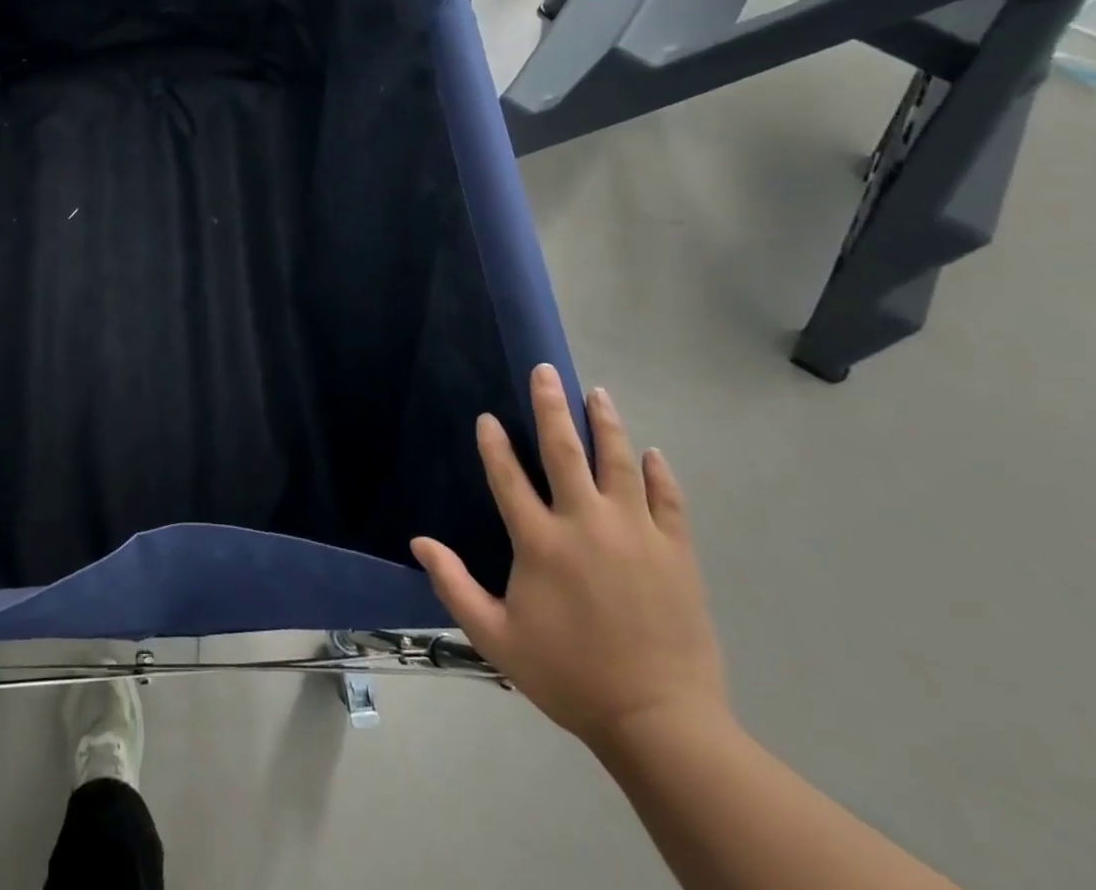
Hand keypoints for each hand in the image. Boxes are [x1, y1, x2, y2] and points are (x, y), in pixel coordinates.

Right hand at [412, 365, 727, 751]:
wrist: (660, 723)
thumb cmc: (569, 676)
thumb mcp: (496, 638)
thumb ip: (453, 585)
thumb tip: (419, 541)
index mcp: (540, 542)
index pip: (508, 477)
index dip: (494, 443)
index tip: (487, 417)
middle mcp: (585, 525)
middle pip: (565, 451)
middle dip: (552, 407)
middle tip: (546, 371)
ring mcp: (636, 535)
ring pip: (618, 463)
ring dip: (606, 424)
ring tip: (597, 393)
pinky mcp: (676, 553)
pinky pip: (667, 500)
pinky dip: (658, 473)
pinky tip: (650, 452)